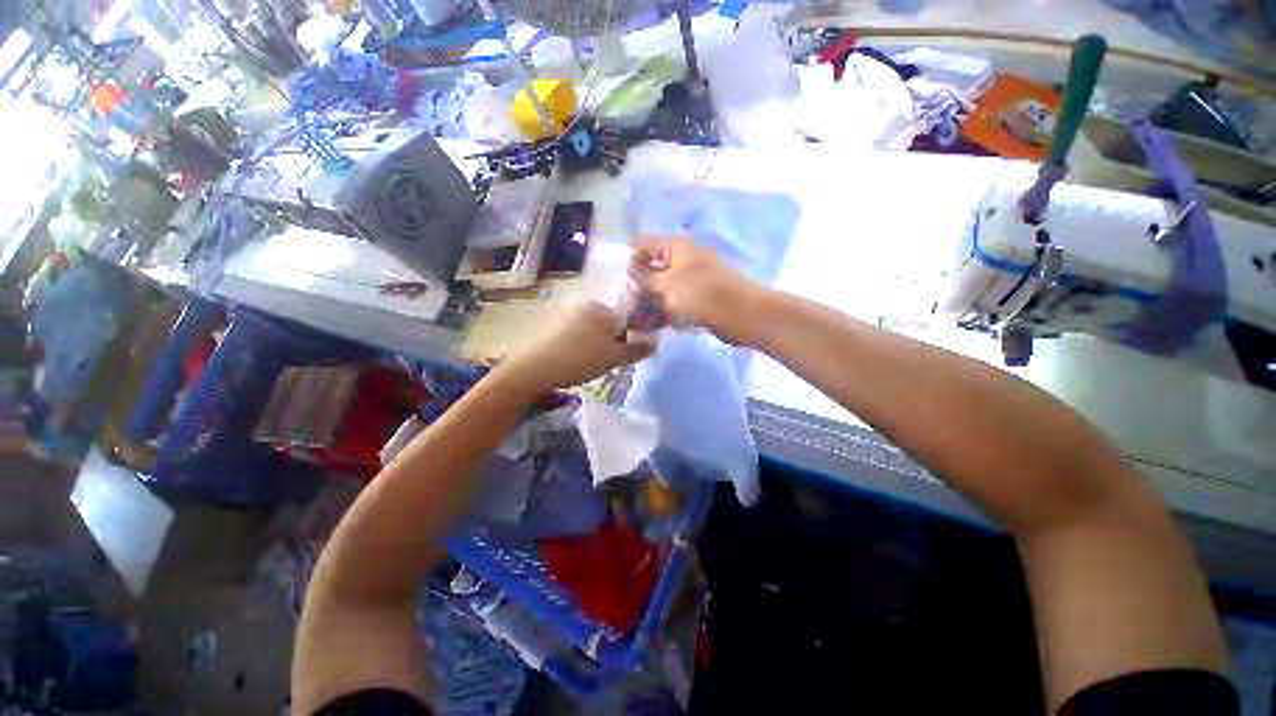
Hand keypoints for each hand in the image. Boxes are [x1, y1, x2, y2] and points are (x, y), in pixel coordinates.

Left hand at [498, 302, 655, 394]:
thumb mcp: (613, 357)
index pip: (627, 320)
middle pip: (610, 325)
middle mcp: (584, 306)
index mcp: (601, 308)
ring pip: (594, 332)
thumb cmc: (578, 359)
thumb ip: (637, 349)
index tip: (624, 357)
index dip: (631, 339)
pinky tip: (574, 362)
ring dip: (598, 347)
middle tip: (607, 364)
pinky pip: (577, 336)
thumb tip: (655, 343)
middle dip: (614, 344)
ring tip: (590, 366)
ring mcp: (566, 315)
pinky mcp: (552, 327)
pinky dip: (581, 347)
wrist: (531, 369)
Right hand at [629, 236, 770, 345]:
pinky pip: (675, 299)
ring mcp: (692, 278)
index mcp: (676, 246)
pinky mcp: (699, 296)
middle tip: (624, 301)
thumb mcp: (666, 285)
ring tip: (635, 315)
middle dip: (638, 283)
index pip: (644, 244)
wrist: (742, 315)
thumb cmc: (701, 295)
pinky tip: (653, 322)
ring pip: (663, 286)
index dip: (629, 258)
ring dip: (650, 299)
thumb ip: (644, 278)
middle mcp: (684, 258)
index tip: (614, 278)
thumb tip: (629, 270)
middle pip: (653, 266)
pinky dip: (664, 308)